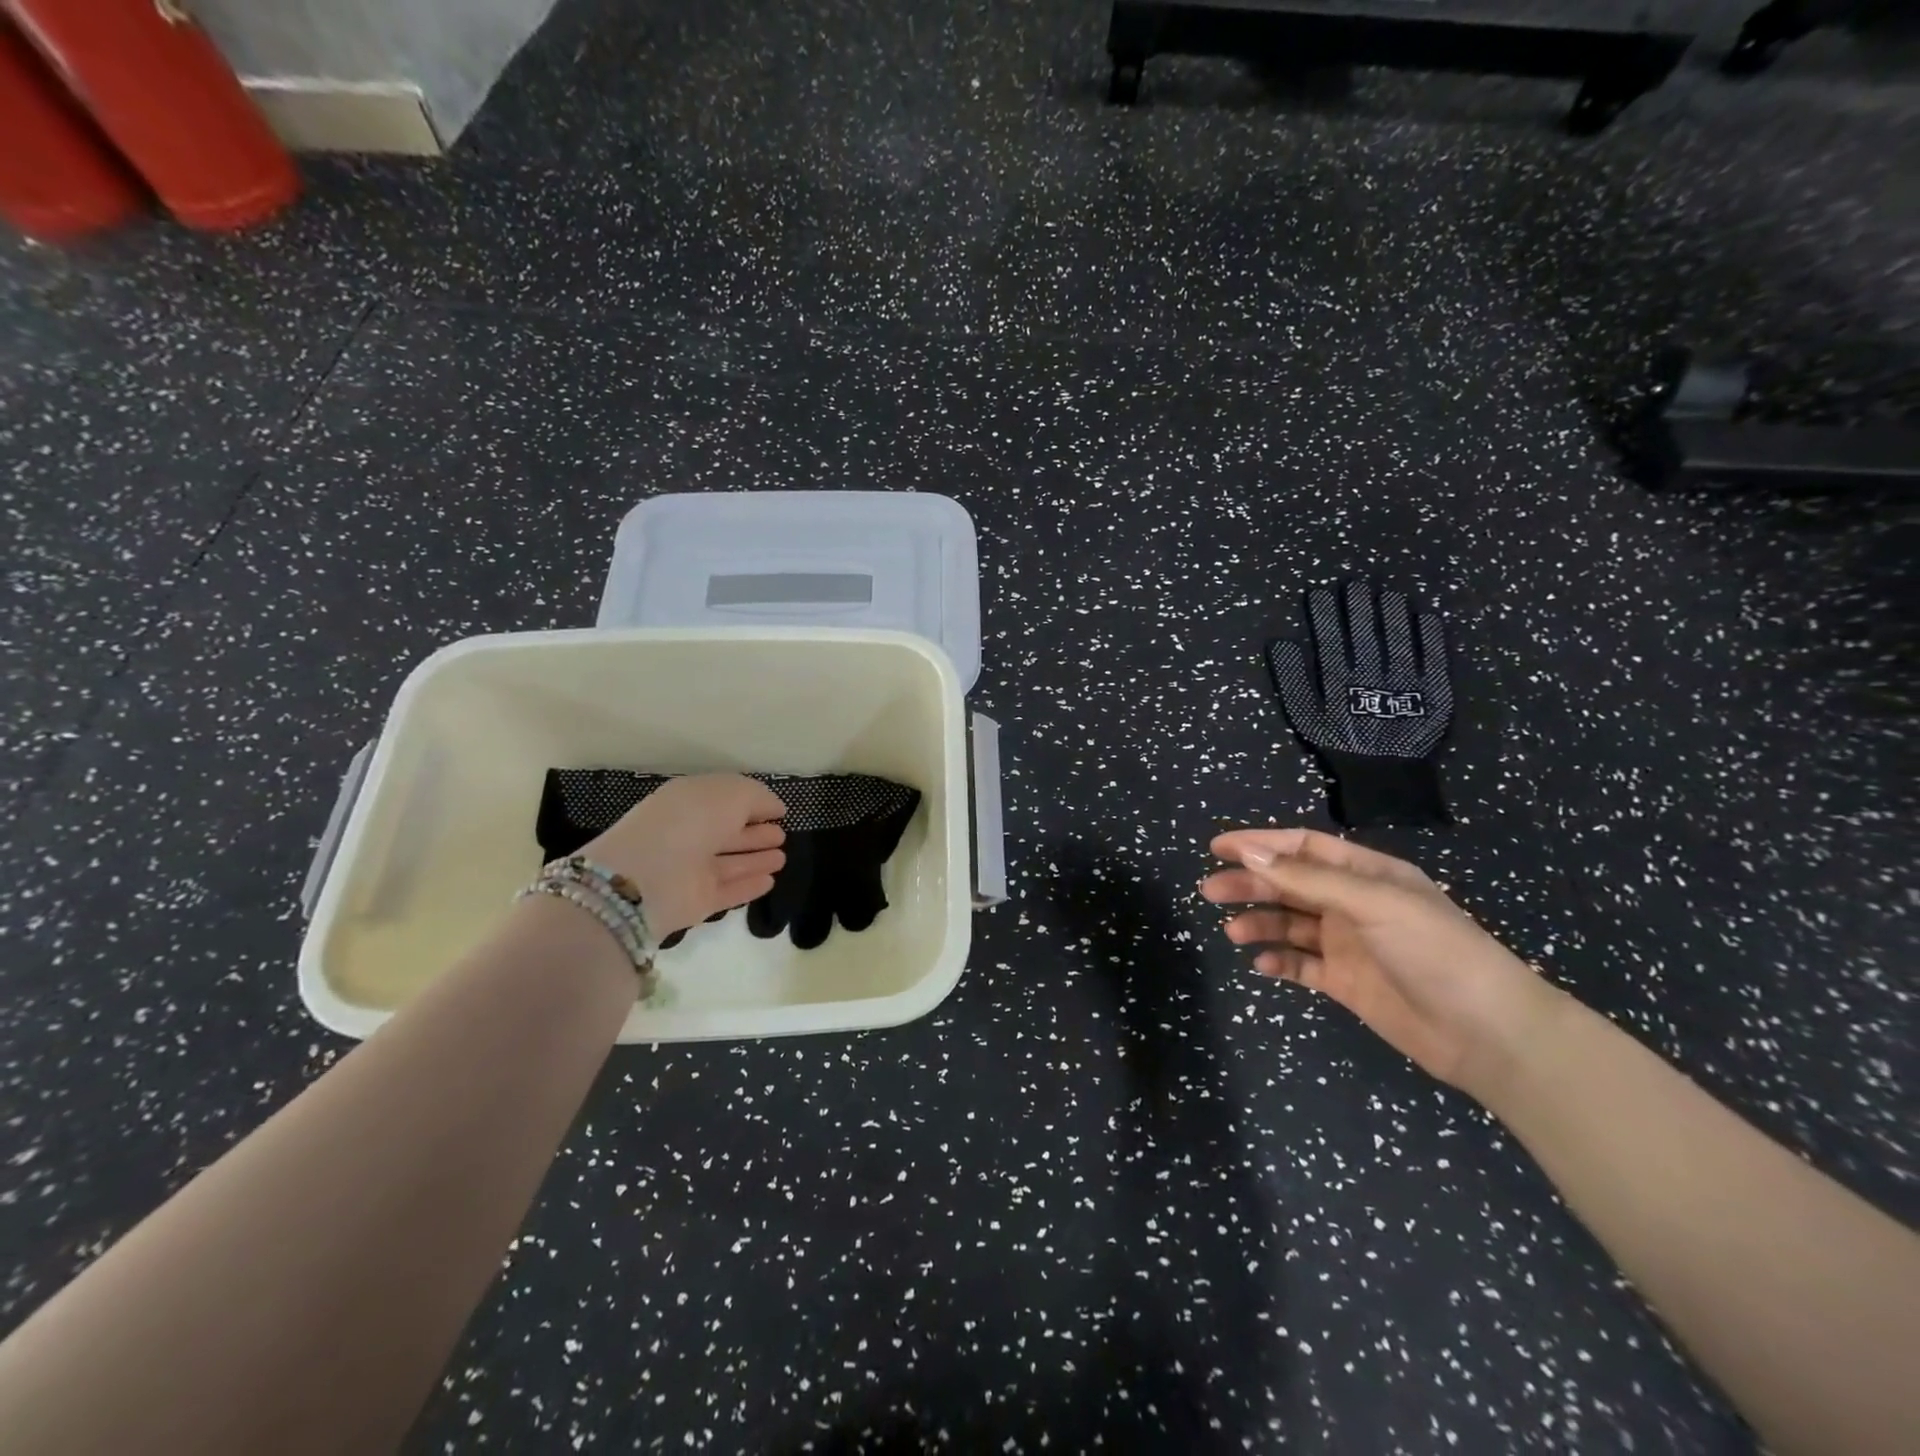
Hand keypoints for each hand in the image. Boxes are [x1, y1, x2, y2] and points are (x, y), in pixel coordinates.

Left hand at [579, 774, 785, 937]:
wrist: (648, 876)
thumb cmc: (690, 822)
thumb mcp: (731, 794)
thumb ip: (758, 797)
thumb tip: (774, 809)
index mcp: (689, 802)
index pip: (724, 801)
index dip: (752, 804)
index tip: (779, 811)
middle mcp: (689, 834)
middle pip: (727, 834)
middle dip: (755, 834)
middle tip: (781, 835)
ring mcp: (691, 870)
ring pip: (730, 863)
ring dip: (756, 860)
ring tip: (782, 858)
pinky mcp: (696, 902)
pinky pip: (728, 891)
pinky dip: (748, 886)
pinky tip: (769, 881)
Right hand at [1200, 828, 1564, 1096]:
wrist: (1489, 1034)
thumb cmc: (1435, 951)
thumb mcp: (1372, 903)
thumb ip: (1308, 879)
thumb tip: (1249, 852)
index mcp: (1366, 874)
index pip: (1303, 848)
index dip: (1260, 843)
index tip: (1218, 847)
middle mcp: (1353, 904)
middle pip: (1289, 884)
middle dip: (1250, 884)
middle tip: (1210, 890)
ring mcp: (1349, 944)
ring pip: (1290, 924)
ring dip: (1260, 924)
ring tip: (1233, 931)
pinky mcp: (1346, 983)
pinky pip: (1301, 965)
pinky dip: (1279, 962)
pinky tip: (1261, 964)